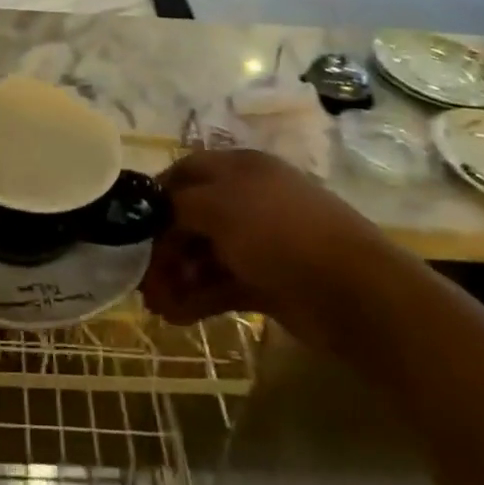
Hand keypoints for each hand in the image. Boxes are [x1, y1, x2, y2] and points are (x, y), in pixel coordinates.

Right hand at [140, 148, 395, 346]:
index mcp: (239, 168)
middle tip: (141, 278)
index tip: (130, 225)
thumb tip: (156, 214)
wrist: (353, 292)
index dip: (157, 196)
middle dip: (163, 246)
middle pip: (192, 217)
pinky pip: (222, 284)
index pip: (185, 172)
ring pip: (205, 254)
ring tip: (157, 306)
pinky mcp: (268, 282)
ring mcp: (260, 242)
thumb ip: (178, 205)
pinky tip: (177, 316)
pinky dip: (198, 298)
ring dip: (177, 277)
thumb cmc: (278, 232)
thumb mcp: (218, 206)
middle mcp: (247, 199)